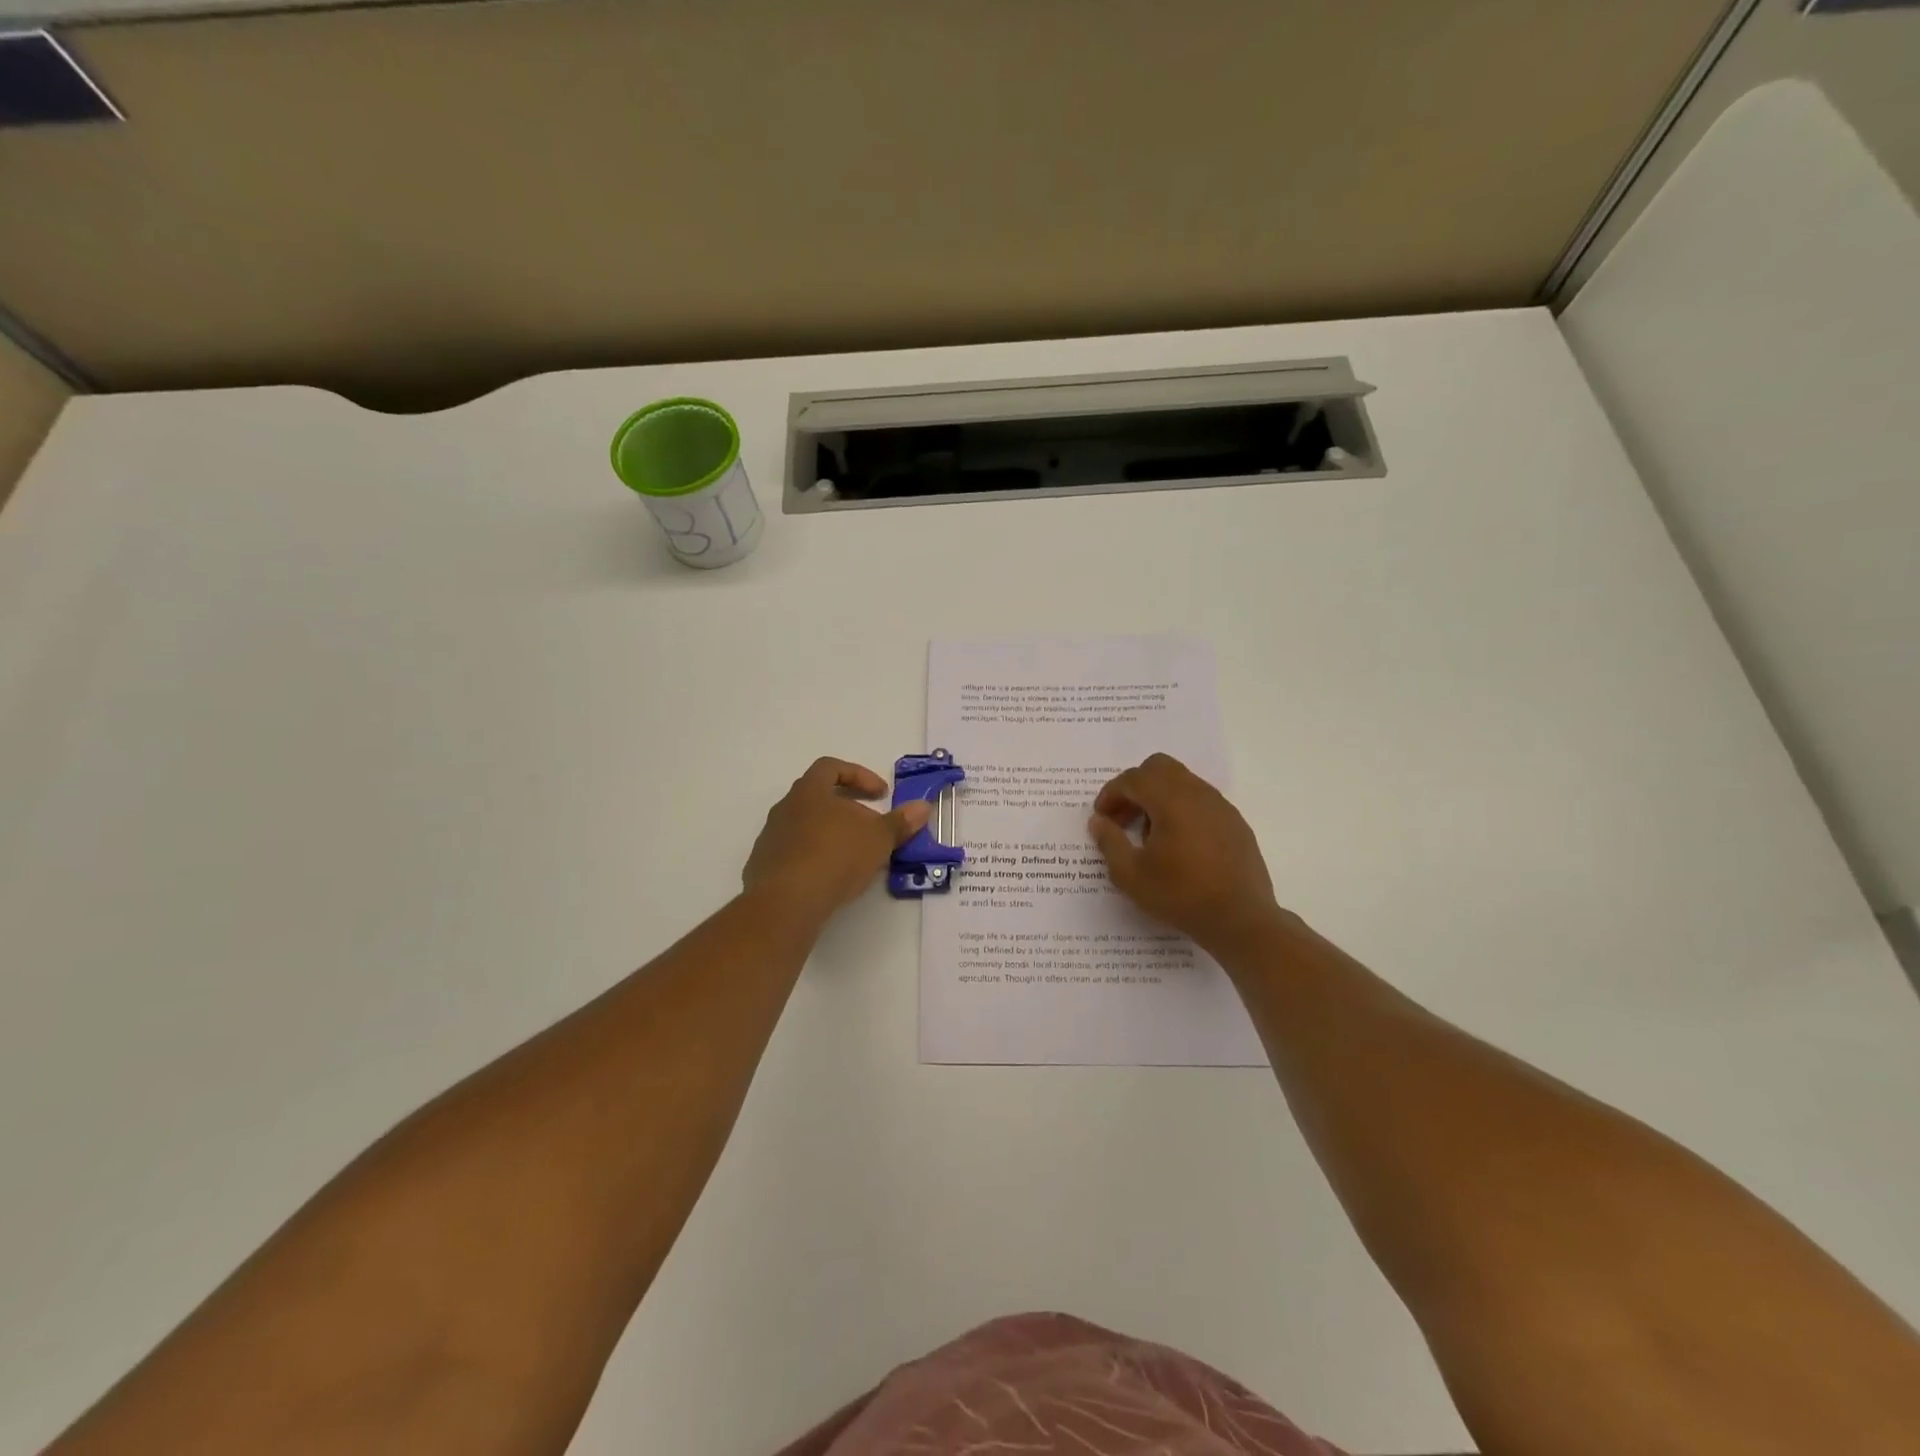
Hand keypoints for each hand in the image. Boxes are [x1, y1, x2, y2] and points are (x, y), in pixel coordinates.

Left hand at [743, 757, 929, 918]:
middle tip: (871, 829)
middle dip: (849, 810)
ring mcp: (771, 837)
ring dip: (831, 835)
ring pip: (806, 826)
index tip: (881, 794)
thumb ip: (900, 822)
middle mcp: (785, 808)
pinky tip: (830, 879)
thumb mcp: (878, 839)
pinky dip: (814, 859)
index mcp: (809, 791)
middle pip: (819, 798)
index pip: (831, 767)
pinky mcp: (764, 866)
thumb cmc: (836, 857)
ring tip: (854, 857)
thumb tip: (923, 806)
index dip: (859, 775)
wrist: (787, 901)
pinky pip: (794, 853)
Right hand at [1088, 753, 1281, 951]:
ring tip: (1149, 834)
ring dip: (1158, 797)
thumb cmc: (1181, 895)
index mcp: (1171, 800)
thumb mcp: (1131, 875)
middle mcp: (1197, 793)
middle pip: (1159, 767)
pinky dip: (1181, 808)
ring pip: (1182, 781)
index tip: (1101, 817)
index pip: (1133, 779)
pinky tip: (1178, 844)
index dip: (1111, 794)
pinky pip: (1201, 800)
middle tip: (1123, 818)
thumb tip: (1099, 821)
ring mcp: (1220, 806)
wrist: (1241, 920)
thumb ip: (1110, 842)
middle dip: (1135, 787)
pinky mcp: (1235, 822)